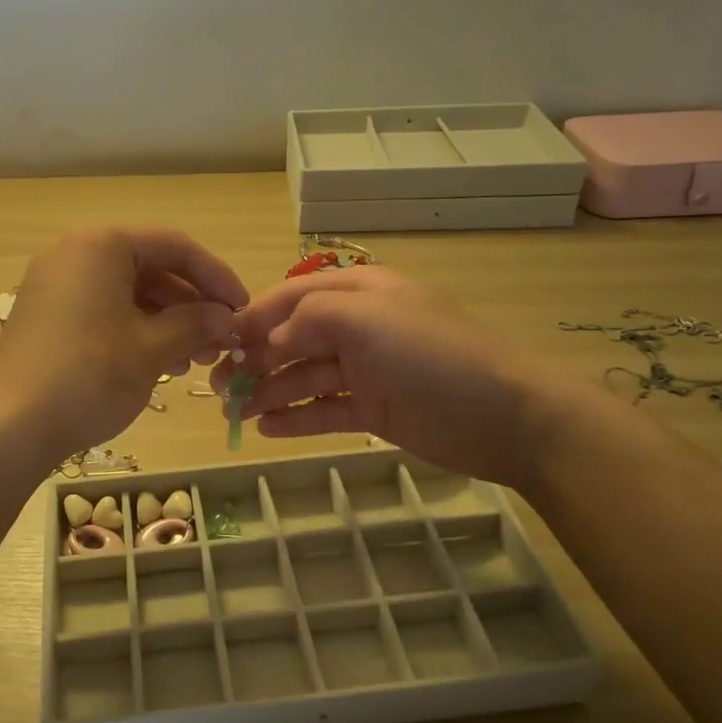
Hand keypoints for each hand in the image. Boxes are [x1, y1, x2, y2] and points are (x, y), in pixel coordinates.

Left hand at [0, 228, 247, 464]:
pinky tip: (159, 364)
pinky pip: (103, 309)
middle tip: (220, 343)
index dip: (217, 278)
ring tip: (193, 361)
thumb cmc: (90, 376)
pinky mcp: (46, 315)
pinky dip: (136, 330)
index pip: (176, 247)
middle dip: (191, 305)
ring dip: (167, 322)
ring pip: (128, 292)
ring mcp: (55, 284)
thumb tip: (227, 318)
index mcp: (102, 244)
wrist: (10, 427)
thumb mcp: (153, 348)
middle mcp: (75, 252)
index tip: (243, 310)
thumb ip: (197, 323)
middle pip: (151, 267)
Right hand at [209, 266, 554, 488]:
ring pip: (304, 377)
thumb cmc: (430, 355)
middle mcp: (358, 327)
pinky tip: (266, 429)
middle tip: (219, 387)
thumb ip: (308, 319)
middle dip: (255, 360)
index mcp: (358, 293)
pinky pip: (325, 410)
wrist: (502, 417)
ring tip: (234, 414)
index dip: (254, 317)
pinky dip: (296, 417)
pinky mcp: (374, 409)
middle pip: (293, 339)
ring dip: (269, 392)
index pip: (292, 297)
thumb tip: (270, 342)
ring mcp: (366, 370)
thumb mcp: (366, 319)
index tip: (219, 342)